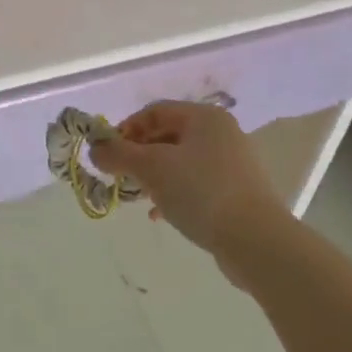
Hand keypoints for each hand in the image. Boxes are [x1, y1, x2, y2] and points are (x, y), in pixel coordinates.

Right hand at [90, 101, 282, 257]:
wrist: (256, 240)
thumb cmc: (201, 192)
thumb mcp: (152, 169)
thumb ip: (119, 155)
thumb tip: (95, 150)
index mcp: (204, 116)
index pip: (155, 111)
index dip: (127, 129)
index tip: (108, 154)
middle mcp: (220, 132)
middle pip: (167, 135)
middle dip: (139, 154)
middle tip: (120, 176)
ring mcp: (232, 162)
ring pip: (180, 161)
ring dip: (154, 175)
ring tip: (137, 197)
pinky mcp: (237, 191)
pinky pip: (196, 182)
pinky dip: (174, 192)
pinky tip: (160, 214)